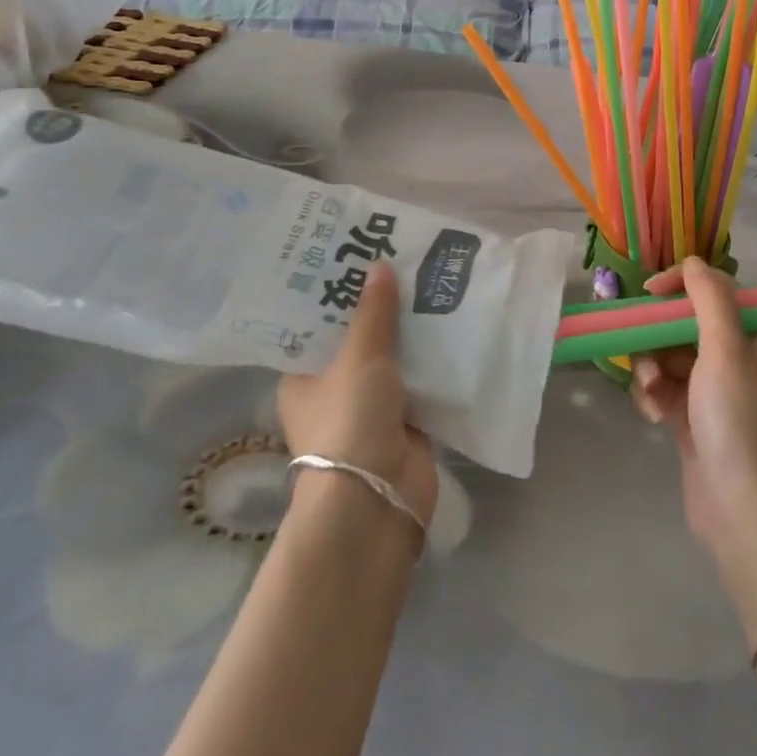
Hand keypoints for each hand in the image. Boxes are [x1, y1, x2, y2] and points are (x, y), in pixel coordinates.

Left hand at [278, 262, 438, 524]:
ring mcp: (370, 406)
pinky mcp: (405, 420)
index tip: (358, 255)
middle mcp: (333, 389)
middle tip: (402, 259)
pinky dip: (433, 358)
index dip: (336, 292)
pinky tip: (452, 321)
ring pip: (392, 357)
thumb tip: (379, 267)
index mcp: (303, 376)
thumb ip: (373, 313)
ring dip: (411, 330)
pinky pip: (420, 379)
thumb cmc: (350, 422)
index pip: (316, 324)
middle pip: (358, 337)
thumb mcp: (359, 358)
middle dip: (381, 306)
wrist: (378, 500)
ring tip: (432, 280)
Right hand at [631, 257, 756, 576]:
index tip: (648, 293)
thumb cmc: (738, 422)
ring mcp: (714, 392)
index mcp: (754, 337)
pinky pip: (664, 389)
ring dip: (652, 369)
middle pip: (685, 324)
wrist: (744, 513)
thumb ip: (709, 298)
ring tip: (650, 393)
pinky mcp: (693, 420)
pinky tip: (650, 415)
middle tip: (644, 354)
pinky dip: (653, 396)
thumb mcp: (726, 349)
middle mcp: (737, 359)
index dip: (680, 286)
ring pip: (668, 357)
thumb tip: (693, 261)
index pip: (714, 292)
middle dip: (658, 337)